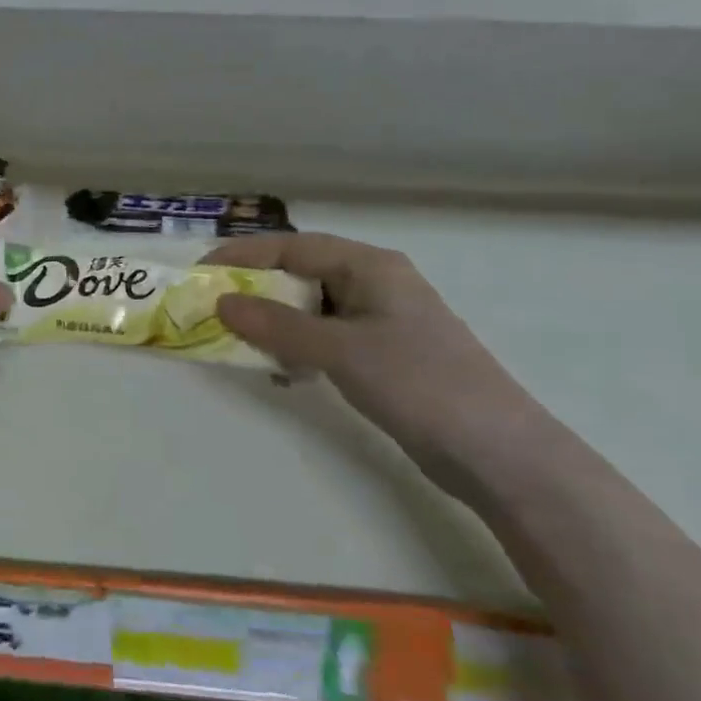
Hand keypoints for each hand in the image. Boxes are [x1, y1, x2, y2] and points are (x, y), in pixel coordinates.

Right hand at [207, 232, 561, 501]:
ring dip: (275, 322)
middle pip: (301, 274)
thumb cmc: (418, 384)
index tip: (201, 270)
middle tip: (213, 306)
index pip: (293, 246)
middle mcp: (375, 284)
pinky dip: (299, 347)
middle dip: (255, 289)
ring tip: (239, 340)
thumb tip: (220, 302)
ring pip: (312, 308)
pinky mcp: (384, 354)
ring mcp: (382, 321)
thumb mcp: (339, 350)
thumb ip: (277, 325)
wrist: (498, 454)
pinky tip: (283, 371)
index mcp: (370, 266)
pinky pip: (326, 337)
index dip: (244, 254)